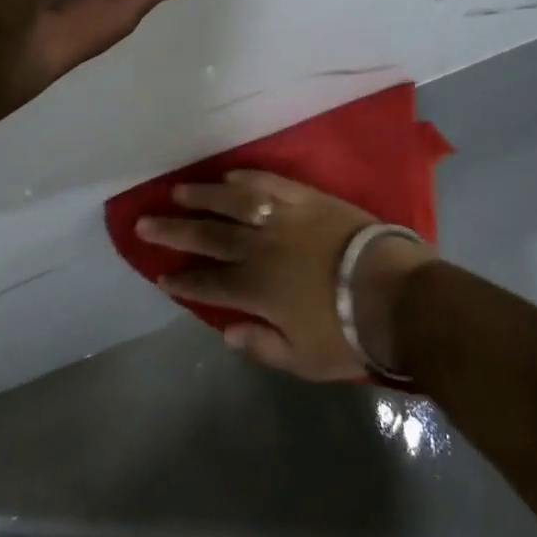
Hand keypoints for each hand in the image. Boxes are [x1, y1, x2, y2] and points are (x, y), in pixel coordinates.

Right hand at [136, 171, 438, 380]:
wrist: (392, 291)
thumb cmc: (348, 332)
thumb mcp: (302, 359)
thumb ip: (261, 345)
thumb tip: (226, 331)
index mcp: (254, 289)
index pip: (206, 283)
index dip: (182, 280)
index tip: (161, 274)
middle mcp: (258, 248)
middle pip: (207, 236)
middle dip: (173, 231)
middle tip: (144, 222)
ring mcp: (281, 218)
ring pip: (231, 202)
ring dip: (202, 196)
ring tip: (178, 191)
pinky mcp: (305, 198)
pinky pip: (268, 182)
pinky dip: (247, 178)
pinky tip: (230, 176)